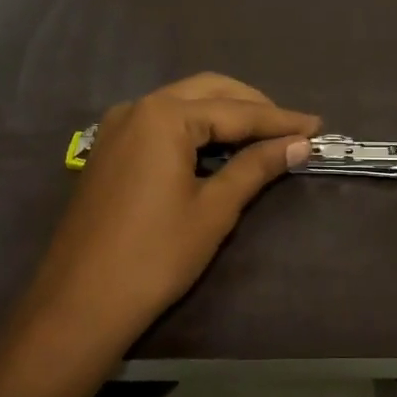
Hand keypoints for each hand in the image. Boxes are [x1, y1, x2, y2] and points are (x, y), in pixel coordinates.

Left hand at [24, 74, 320, 348]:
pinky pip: (161, 122)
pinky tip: (217, 147)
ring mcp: (117, 127)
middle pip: (208, 92)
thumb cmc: (155, 256)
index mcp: (165, 115)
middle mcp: (138, 107)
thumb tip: (299, 144)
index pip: (236, 111)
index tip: (318, 126)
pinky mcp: (108, 150)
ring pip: (183, 103)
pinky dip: (195, 127)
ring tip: (262, 136)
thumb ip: (256, 167)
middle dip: (252, 106)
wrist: (79, 304)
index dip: (280, 120)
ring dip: (224, 113)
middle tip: (291, 129)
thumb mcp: (214, 210)